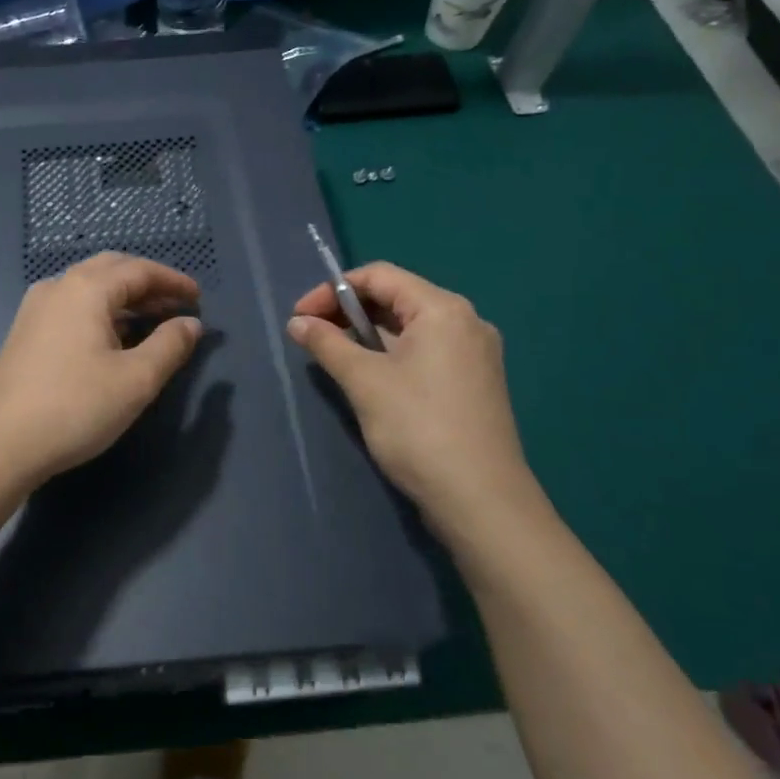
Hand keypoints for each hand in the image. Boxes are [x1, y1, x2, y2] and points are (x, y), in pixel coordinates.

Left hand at [0, 252, 203, 486]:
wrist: (1, 444)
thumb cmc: (75, 407)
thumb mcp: (135, 380)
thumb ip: (169, 346)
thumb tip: (191, 324)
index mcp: (86, 289)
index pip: (139, 270)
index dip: (172, 281)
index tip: (198, 298)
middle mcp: (58, 286)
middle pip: (111, 269)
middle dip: (147, 282)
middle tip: (176, 304)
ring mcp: (36, 307)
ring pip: (89, 286)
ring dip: (123, 297)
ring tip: (152, 320)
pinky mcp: (25, 330)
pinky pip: (72, 304)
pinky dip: (100, 310)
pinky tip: (113, 337)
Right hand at [286, 262, 546, 538]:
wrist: (482, 502)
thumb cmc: (419, 428)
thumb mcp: (364, 381)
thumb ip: (327, 344)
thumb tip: (297, 322)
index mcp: (442, 309)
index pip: (379, 276)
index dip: (332, 290)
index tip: (300, 316)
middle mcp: (465, 321)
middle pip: (396, 298)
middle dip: (348, 312)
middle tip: (311, 336)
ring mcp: (474, 354)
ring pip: (409, 327)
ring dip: (366, 335)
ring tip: (332, 356)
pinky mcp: (474, 382)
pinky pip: (424, 351)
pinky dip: (390, 354)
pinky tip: (368, 377)